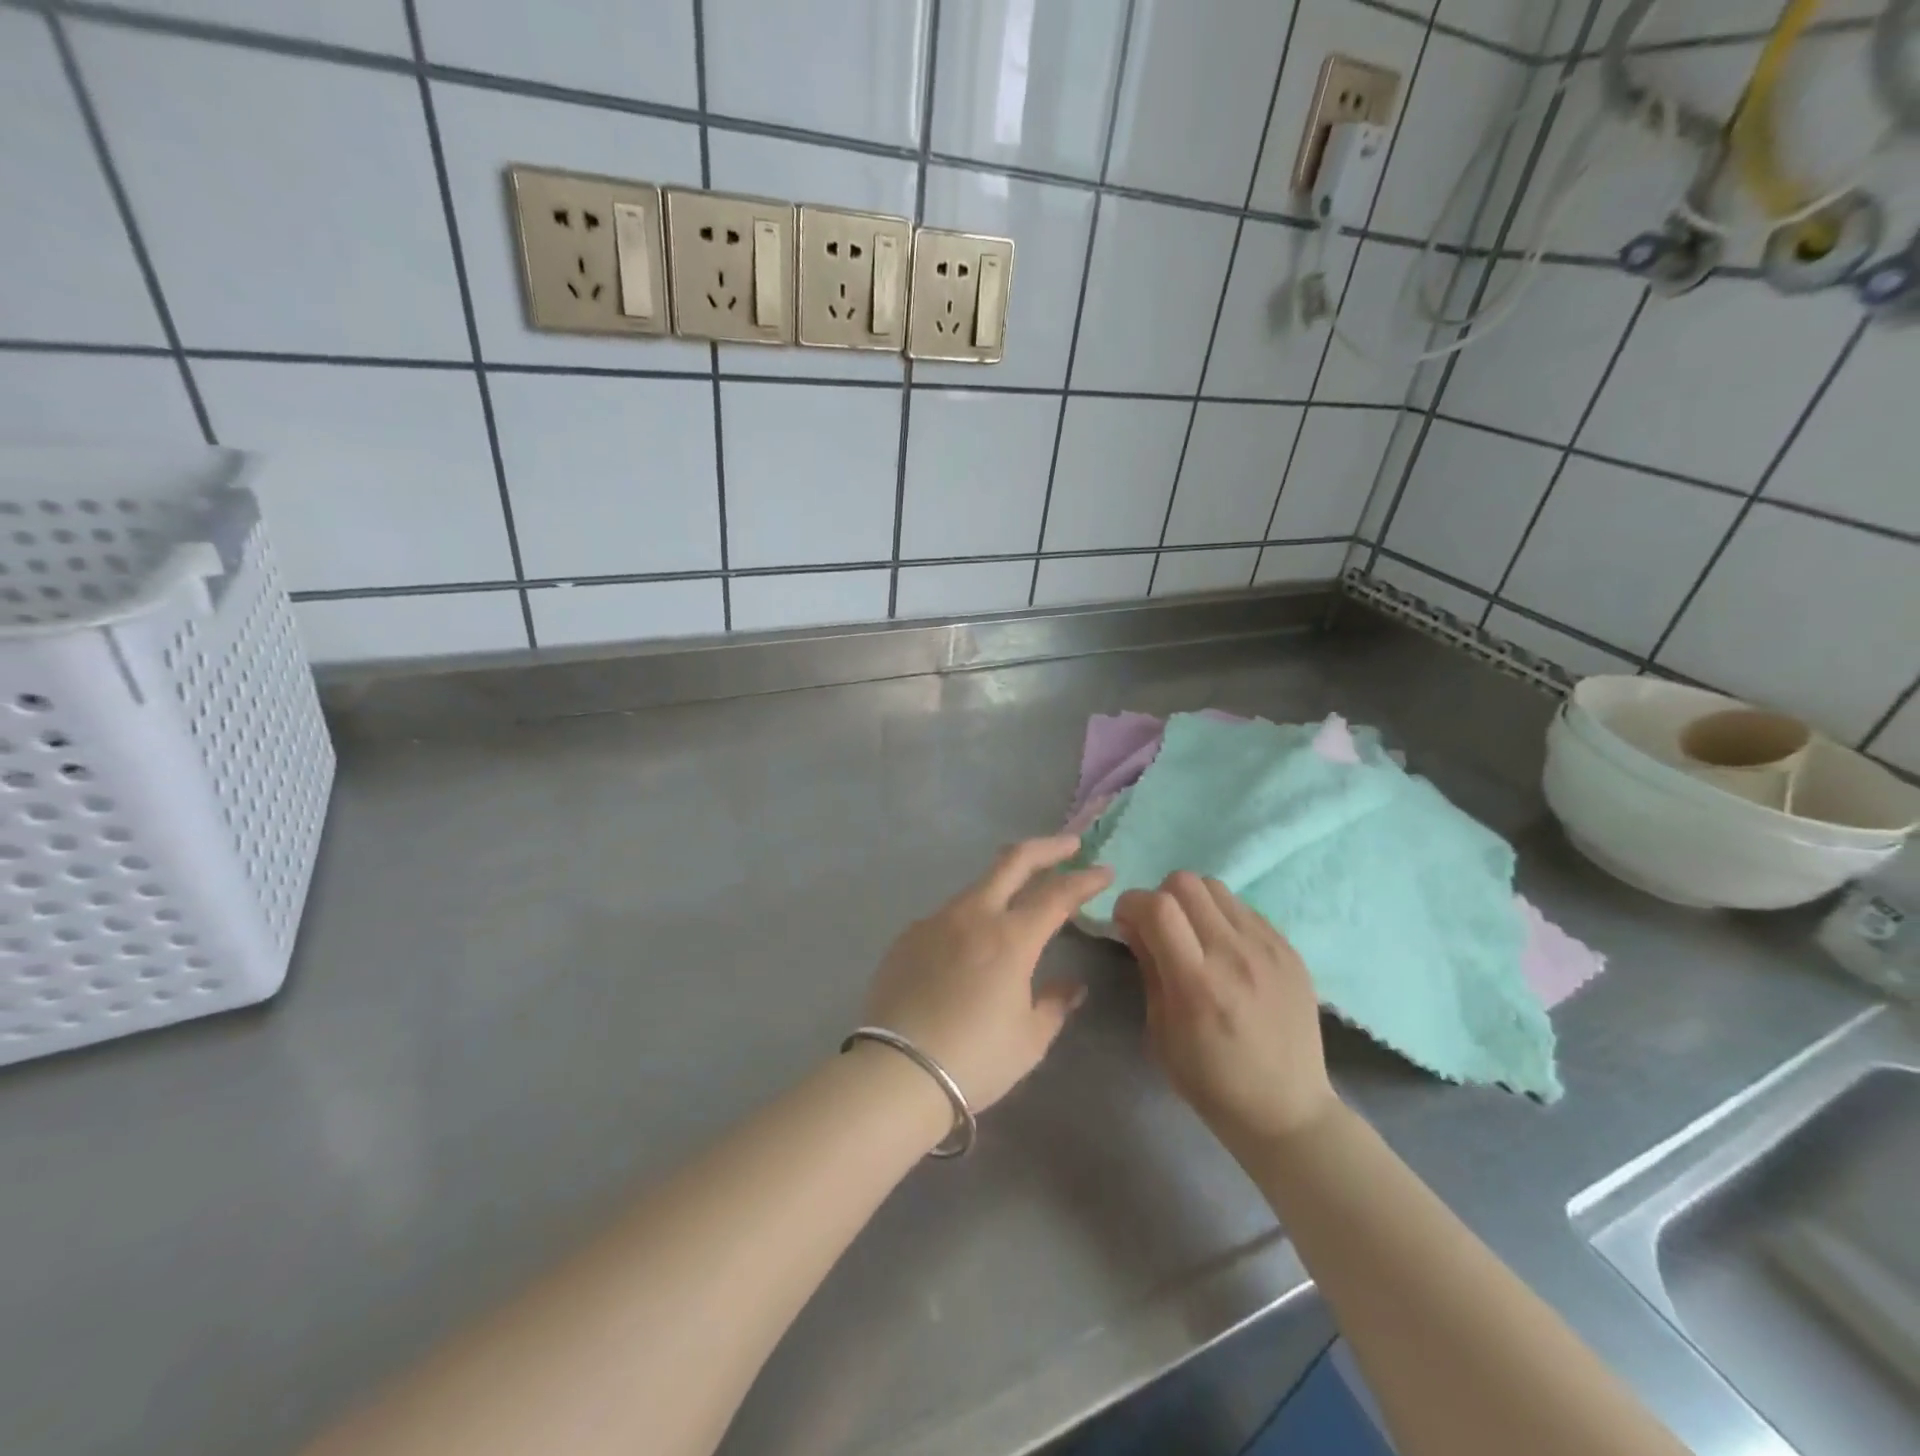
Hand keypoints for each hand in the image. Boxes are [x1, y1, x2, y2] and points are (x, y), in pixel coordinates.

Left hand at [863, 837, 1112, 1111]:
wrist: (897, 1072)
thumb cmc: (975, 1059)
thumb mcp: (1029, 1039)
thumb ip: (1054, 1004)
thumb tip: (1072, 986)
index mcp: (1010, 938)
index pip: (1057, 895)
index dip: (1085, 880)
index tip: (1104, 872)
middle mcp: (973, 916)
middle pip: (1013, 861)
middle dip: (1047, 848)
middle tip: (1070, 846)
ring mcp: (935, 921)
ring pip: (977, 887)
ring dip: (1005, 884)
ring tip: (1020, 898)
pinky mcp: (908, 937)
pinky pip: (948, 916)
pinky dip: (970, 918)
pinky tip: (970, 945)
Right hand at [1114, 873, 1337, 1149]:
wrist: (1288, 1110)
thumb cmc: (1210, 1081)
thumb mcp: (1160, 1032)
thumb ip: (1148, 968)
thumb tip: (1133, 923)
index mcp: (1197, 983)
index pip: (1157, 906)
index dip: (1131, 903)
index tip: (1126, 922)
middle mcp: (1235, 955)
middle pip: (1185, 882)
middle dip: (1160, 897)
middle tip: (1160, 928)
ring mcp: (1268, 949)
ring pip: (1216, 887)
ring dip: (1192, 902)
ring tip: (1194, 934)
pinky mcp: (1290, 950)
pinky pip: (1244, 908)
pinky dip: (1223, 917)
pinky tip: (1226, 950)